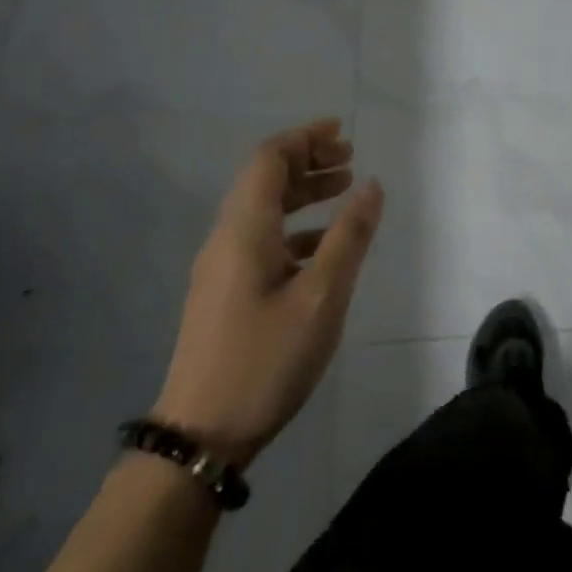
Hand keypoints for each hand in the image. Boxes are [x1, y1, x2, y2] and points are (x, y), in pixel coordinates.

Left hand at [152, 119, 382, 470]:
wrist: (200, 438)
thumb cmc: (265, 360)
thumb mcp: (322, 296)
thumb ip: (349, 236)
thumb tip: (371, 184)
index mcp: (244, 228)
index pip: (269, 158)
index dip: (305, 137)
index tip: (342, 132)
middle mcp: (226, 237)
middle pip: (264, 178)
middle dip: (308, 160)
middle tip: (350, 160)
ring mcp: (221, 267)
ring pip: (263, 208)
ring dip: (303, 192)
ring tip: (344, 189)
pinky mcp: (224, 292)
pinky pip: (261, 237)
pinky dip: (295, 225)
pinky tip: (323, 245)